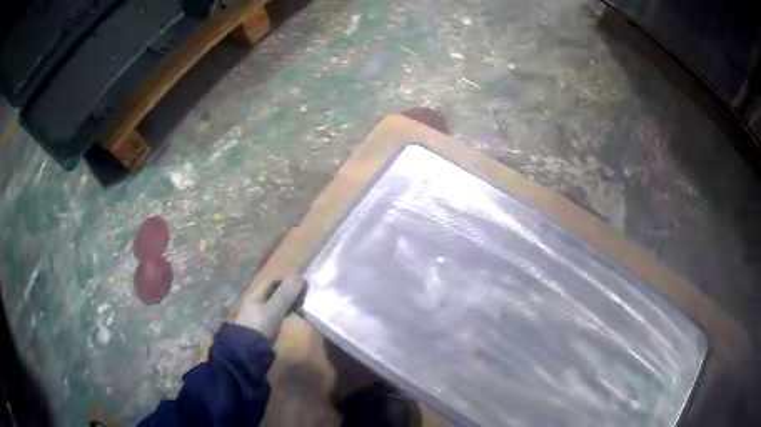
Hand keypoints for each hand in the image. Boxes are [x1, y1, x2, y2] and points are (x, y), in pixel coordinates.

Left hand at [236, 276, 306, 341]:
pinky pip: (276, 318)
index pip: (273, 282)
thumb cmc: (261, 326)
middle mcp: (255, 303)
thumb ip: (286, 293)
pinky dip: (285, 316)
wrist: (249, 351)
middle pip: (274, 294)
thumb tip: (300, 277)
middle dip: (288, 293)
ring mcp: (258, 317)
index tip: (304, 283)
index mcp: (255, 295)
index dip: (288, 281)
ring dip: (288, 305)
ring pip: (275, 306)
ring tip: (303, 307)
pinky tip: (293, 320)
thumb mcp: (275, 308)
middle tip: (306, 295)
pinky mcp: (263, 330)